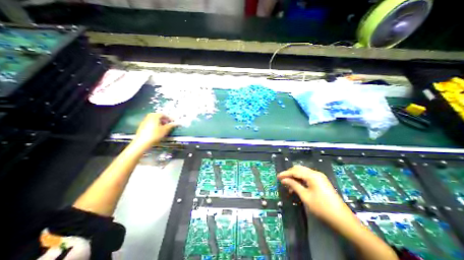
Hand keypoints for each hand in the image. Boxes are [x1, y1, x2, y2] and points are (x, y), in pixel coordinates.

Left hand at [132, 112, 178, 149]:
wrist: (142, 142)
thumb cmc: (155, 134)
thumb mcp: (165, 130)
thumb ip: (171, 125)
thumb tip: (177, 123)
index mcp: (155, 115)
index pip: (164, 114)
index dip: (170, 118)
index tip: (174, 122)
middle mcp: (149, 116)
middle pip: (159, 116)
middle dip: (165, 119)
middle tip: (170, 124)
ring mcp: (145, 121)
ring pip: (155, 119)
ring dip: (161, 122)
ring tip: (165, 127)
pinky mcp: (143, 125)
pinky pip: (151, 122)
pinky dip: (156, 124)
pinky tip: (158, 130)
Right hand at [279, 167, 355, 225]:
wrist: (342, 219)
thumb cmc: (322, 207)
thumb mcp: (305, 196)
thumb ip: (293, 185)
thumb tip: (283, 180)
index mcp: (312, 175)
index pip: (295, 171)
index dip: (285, 173)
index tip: (277, 177)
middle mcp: (316, 173)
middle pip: (299, 169)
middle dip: (290, 174)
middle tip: (282, 180)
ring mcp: (319, 177)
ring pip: (303, 173)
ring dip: (295, 177)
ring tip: (288, 186)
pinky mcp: (321, 182)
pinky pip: (307, 177)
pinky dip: (300, 180)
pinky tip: (297, 187)